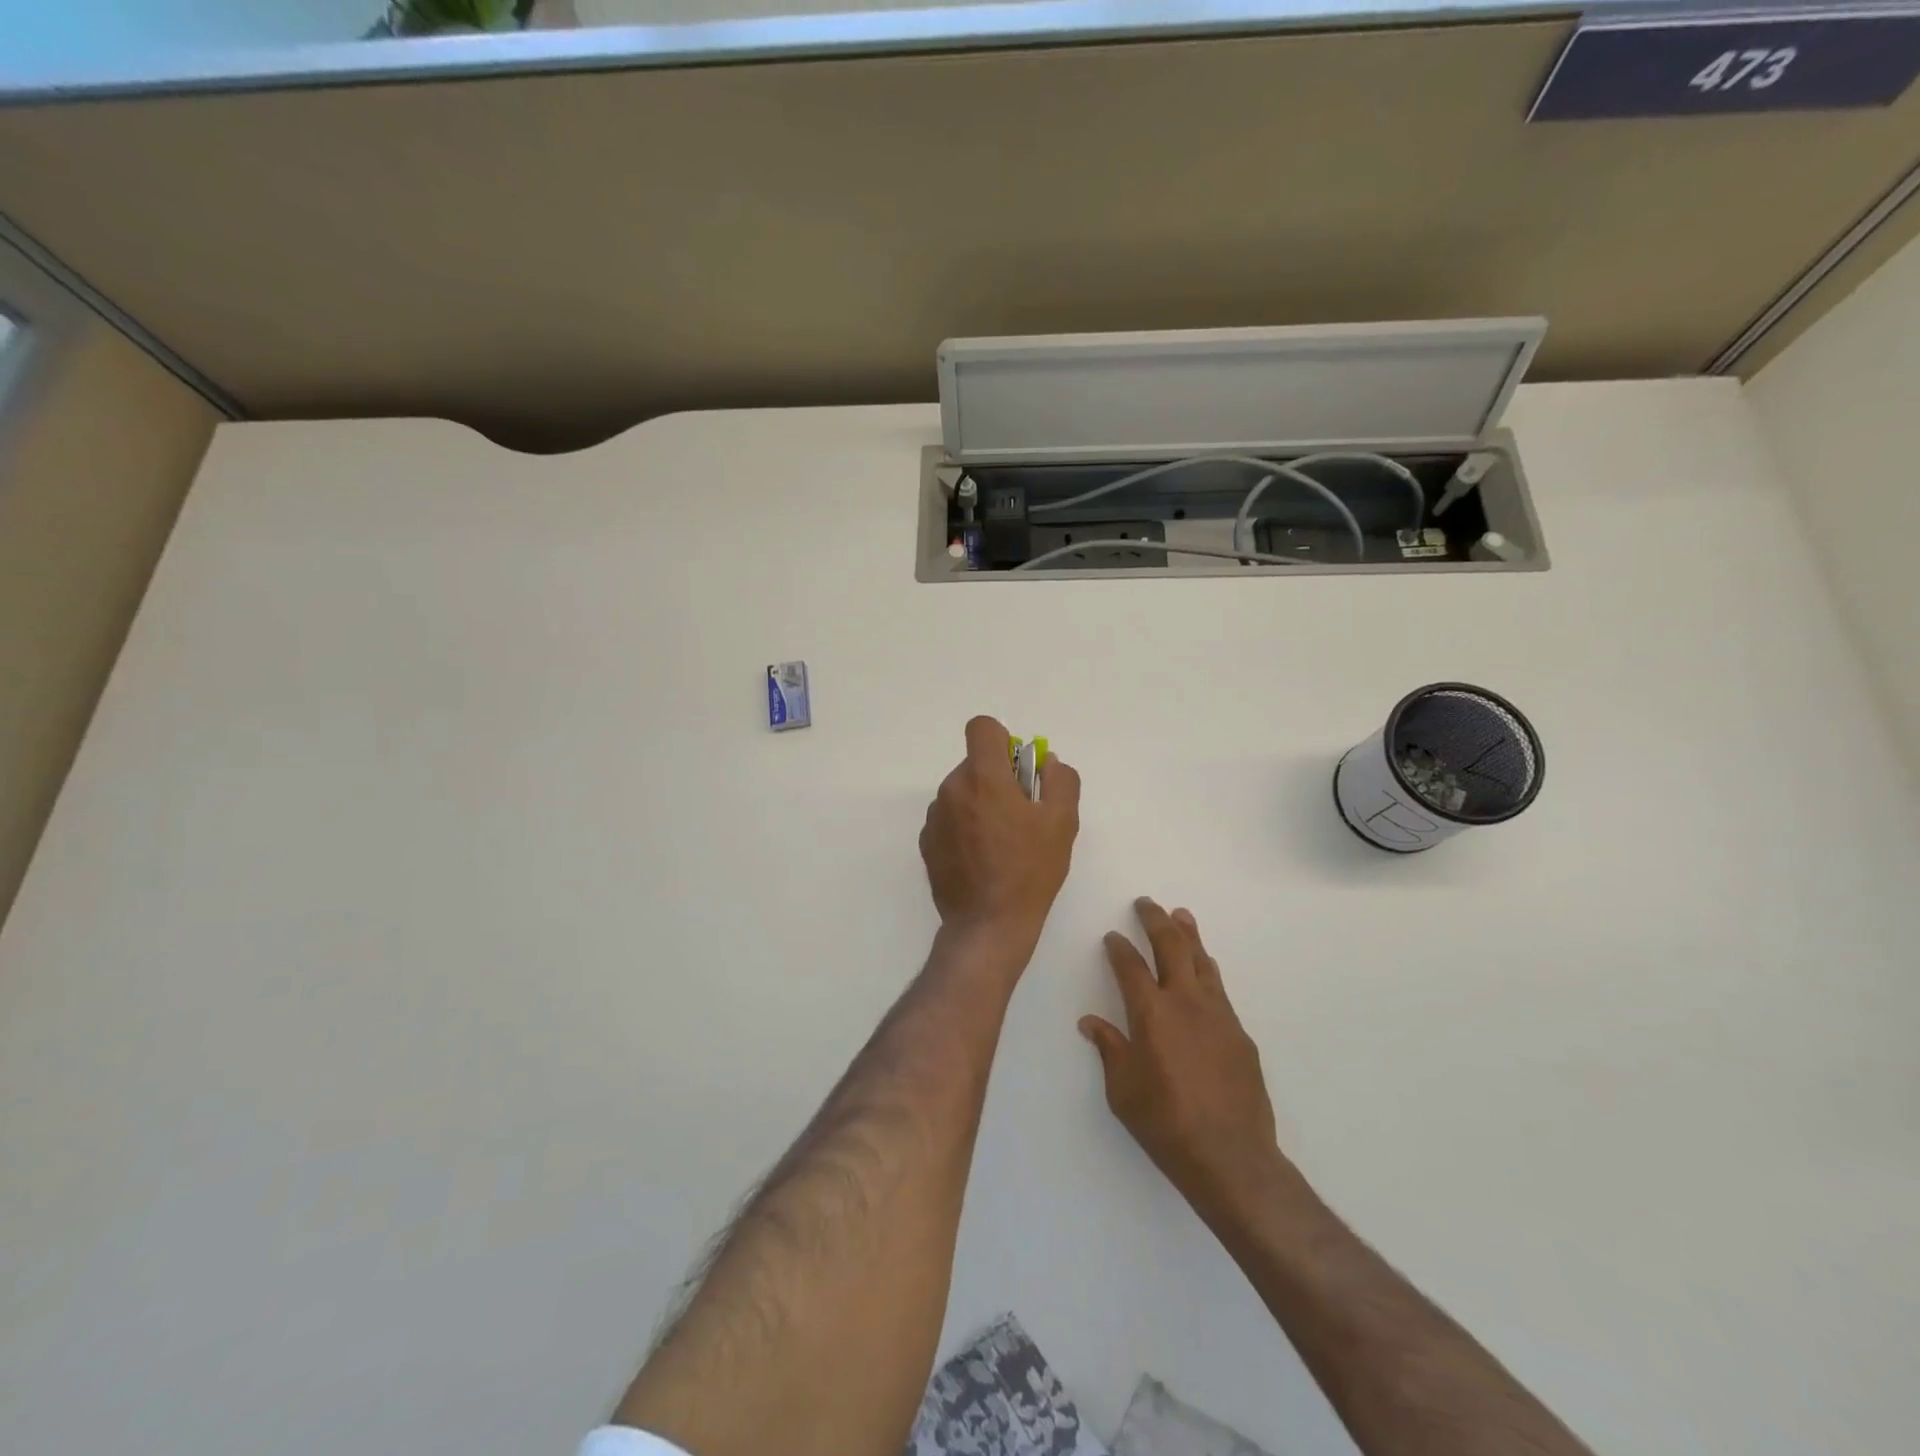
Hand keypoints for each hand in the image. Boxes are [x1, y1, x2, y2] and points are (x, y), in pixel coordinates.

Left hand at [920, 716, 1080, 959]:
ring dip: (980, 803)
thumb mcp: (1062, 822)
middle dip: (997, 778)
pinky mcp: (926, 842)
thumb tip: (1047, 762)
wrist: (988, 924)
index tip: (1017, 768)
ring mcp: (934, 817)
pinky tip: (982, 858)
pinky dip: (964, 827)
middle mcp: (952, 789)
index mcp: (983, 778)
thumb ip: (1060, 780)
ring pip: (961, 792)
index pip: (982, 728)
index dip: (1002, 739)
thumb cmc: (1030, 870)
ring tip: (1002, 842)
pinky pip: (949, 818)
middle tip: (1020, 814)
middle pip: (974, 764)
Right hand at [1080, 900, 1287, 1218]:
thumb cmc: (1166, 1124)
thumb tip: (1091, 1022)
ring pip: (1201, 961)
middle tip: (1146, 903)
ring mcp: (1218, 1014)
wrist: (1231, 1156)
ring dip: (1188, 935)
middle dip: (1156, 921)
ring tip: (1180, 915)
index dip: (1119, 948)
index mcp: (1151, 1013)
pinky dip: (1207, 969)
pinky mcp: (1240, 1033)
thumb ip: (1110, 1049)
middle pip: (1171, 947)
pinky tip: (1205, 968)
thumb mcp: (1123, 1091)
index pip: (1130, 966)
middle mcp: (1185, 1002)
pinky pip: (1219, 988)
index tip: (1112, 937)